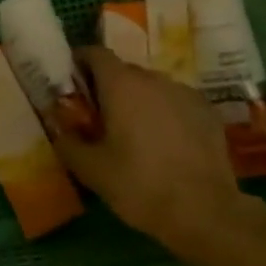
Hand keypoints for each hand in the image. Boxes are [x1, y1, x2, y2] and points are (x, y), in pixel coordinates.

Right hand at [52, 47, 265, 254]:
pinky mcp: (208, 112)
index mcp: (121, 85)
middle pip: (124, 71)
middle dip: (108, 87)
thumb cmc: (140, 186)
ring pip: (152, 87)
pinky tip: (164, 143)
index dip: (80, 62)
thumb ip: (68, 142)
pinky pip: (176, 103)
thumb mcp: (91, 170)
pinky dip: (165, 113)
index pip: (95, 53)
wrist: (205, 211)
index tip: (72, 82)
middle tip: (99, 117)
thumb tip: (58, 128)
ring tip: (133, 133)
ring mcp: (185, 93)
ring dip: (138, 100)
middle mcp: (154, 79)